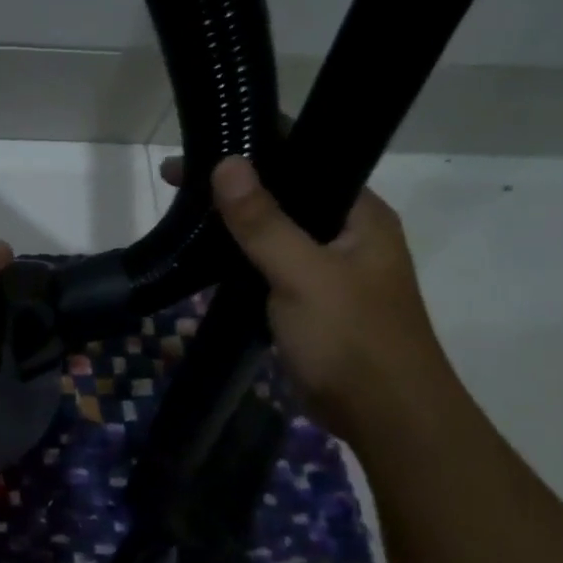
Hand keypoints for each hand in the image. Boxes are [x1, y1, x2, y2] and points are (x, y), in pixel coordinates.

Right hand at [163, 155, 459, 444]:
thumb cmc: (352, 339)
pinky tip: (203, 259)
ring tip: (182, 212)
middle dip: (235, 188)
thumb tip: (227, 164)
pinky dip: (237, 262)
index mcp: (360, 216)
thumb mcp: (304, 274)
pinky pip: (266, 270)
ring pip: (273, 236)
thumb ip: (264, 222)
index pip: (308, 161)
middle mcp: (346, 236)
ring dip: (233, 227)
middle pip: (285, 197)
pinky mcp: (306, 305)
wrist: (385, 418)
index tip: (205, 144)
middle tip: (177, 181)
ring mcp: (326, 272)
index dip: (258, 148)